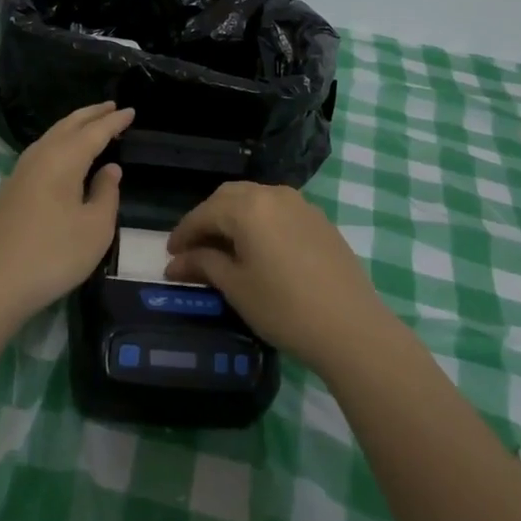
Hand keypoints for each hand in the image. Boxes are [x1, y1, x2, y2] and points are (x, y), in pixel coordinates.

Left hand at [0, 102, 133, 328]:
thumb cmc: (53, 255)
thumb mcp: (95, 228)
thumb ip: (106, 193)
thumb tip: (109, 169)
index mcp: (64, 159)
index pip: (95, 131)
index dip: (114, 121)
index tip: (131, 110)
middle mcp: (40, 156)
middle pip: (68, 125)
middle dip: (91, 114)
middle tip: (112, 107)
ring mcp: (19, 172)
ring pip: (51, 136)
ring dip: (73, 126)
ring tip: (90, 125)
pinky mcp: (9, 190)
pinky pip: (40, 152)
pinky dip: (58, 143)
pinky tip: (62, 155)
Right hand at [164, 182, 393, 372]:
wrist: (350, 327)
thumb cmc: (284, 308)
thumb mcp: (236, 287)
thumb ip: (204, 265)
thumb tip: (176, 262)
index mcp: (248, 207)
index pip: (204, 213)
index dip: (183, 233)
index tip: (170, 255)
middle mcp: (273, 194)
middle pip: (229, 197)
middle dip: (208, 219)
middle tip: (194, 248)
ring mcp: (301, 204)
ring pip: (256, 199)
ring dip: (235, 217)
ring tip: (225, 247)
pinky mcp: (319, 220)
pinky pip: (279, 210)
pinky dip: (260, 222)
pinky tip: (260, 248)